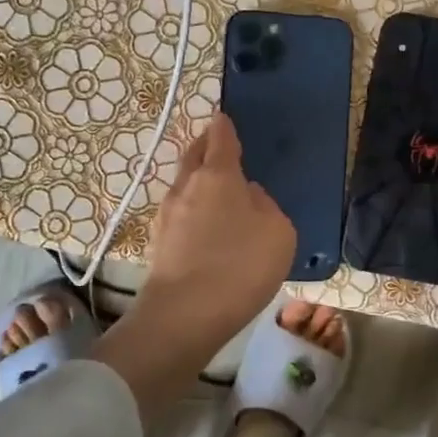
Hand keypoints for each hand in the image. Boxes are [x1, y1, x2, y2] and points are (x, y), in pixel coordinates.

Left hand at [139, 114, 295, 345]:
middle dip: (205, 147)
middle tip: (217, 145)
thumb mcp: (278, 232)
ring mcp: (167, 215)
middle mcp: (186, 187)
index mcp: (218, 175)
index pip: (220, 138)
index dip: (224, 127)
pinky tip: (205, 228)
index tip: (224, 119)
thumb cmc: (241, 265)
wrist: (185, 316)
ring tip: (216, 191)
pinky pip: (180, 214)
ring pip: (184, 186)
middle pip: (193, 156)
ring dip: (197, 181)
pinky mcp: (158, 243)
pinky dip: (192, 211)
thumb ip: (266, 206)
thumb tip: (248, 197)